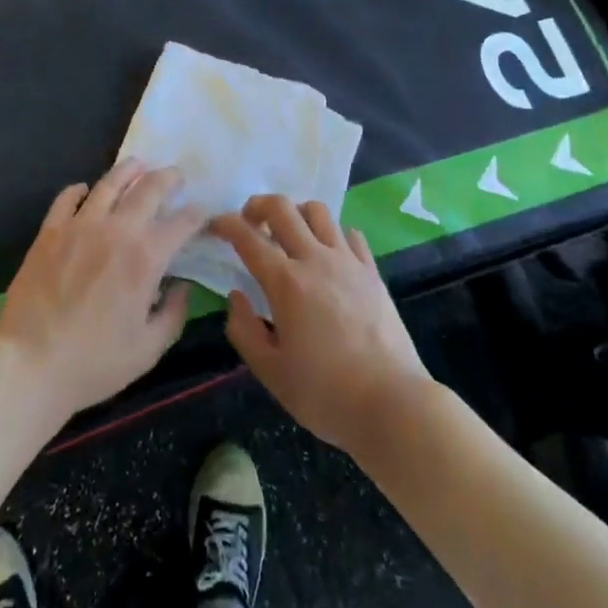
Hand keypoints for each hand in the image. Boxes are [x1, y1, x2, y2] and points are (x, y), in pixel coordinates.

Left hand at [0, 159, 206, 425]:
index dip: (197, 214)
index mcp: (146, 258)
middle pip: (149, 188)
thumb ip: (173, 314)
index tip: (201, 213)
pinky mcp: (50, 231)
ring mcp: (80, 226)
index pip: (182, 222)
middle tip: (176, 176)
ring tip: (138, 165)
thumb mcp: (148, 350)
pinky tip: (86, 191)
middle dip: (169, 178)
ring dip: (129, 170)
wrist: (29, 364)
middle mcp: (116, 231)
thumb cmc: (94, 363)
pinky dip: (80, 190)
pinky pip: (67, 198)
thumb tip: (181, 286)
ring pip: (109, 183)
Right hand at [211, 196, 432, 455]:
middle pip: (283, 208)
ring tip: (289, 235)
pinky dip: (332, 234)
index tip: (215, 225)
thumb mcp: (271, 372)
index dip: (226, 224)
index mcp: (285, 283)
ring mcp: (348, 261)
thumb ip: (244, 330)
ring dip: (296, 213)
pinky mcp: (372, 271)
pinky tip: (328, 255)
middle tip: (249, 221)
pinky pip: (349, 234)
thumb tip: (236, 297)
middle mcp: (315, 259)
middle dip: (258, 205)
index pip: (247, 238)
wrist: (392, 403)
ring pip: (318, 212)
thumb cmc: (325, 394)